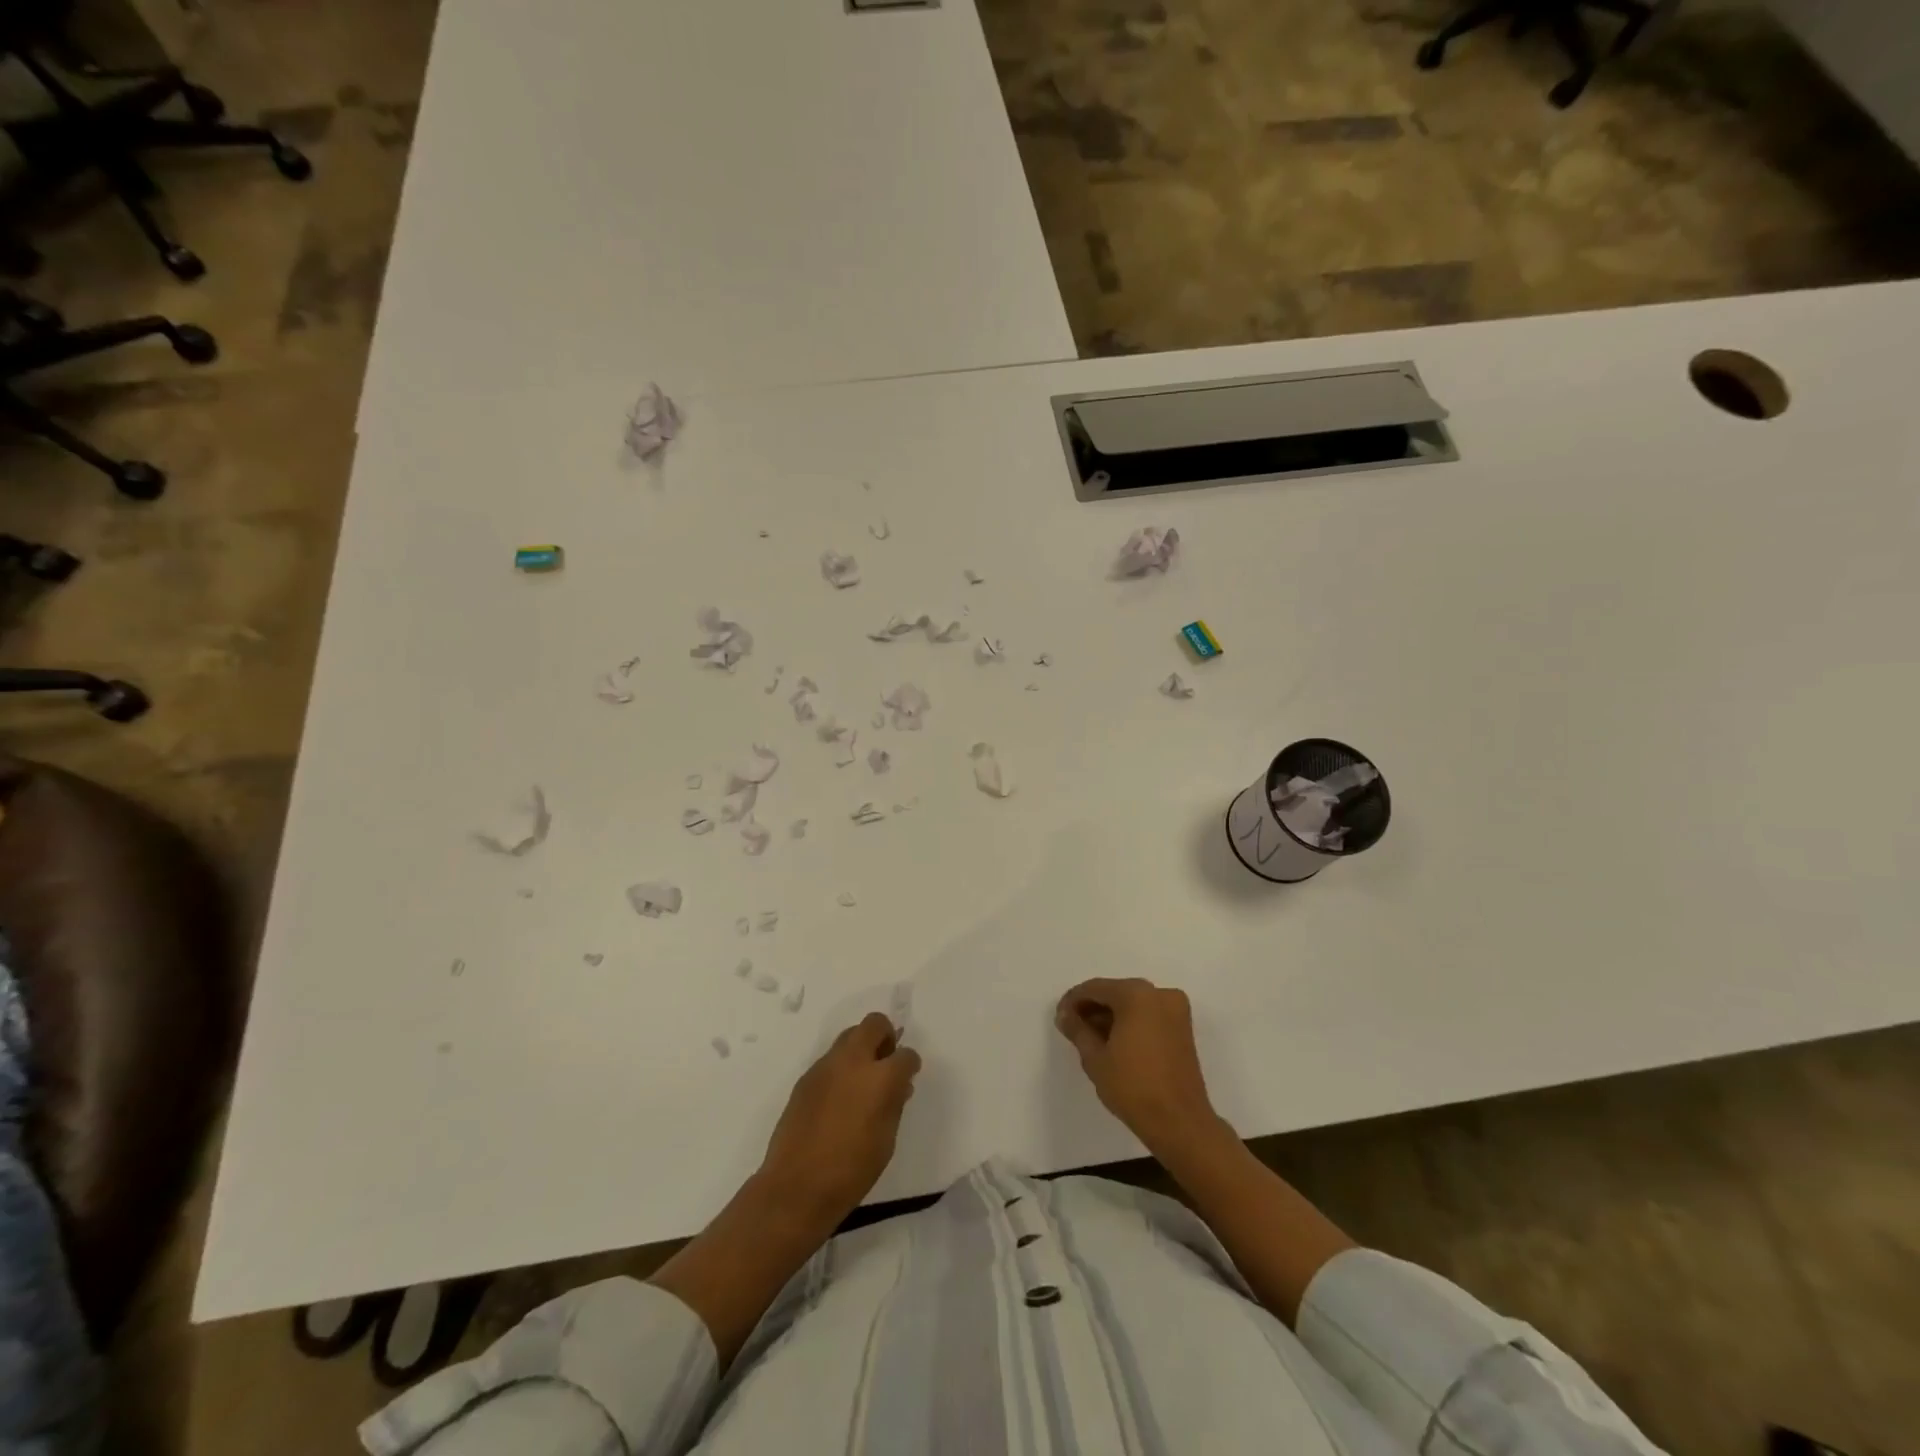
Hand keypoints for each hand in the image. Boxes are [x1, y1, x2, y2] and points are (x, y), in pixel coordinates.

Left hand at [759, 1012, 921, 1225]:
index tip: (908, 1077)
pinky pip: (830, 1059)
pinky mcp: (806, 1077)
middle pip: (874, 1023)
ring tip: (862, 1080)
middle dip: (885, 1036)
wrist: (796, 1187)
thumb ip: (894, 1104)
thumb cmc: (851, 1171)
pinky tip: (838, 1097)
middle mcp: (853, 1061)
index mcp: (880, 1078)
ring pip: (849, 1035)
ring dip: (861, 1048)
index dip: (910, 1065)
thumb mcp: (886, 1140)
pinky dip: (841, 1067)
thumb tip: (899, 1085)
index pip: (906, 1055)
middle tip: (885, 1063)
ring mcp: (825, 1066)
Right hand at [1056, 978, 1220, 1153]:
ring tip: (1091, 1039)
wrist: (1180, 1123)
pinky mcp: (1183, 1028)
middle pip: (1116, 993)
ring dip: (1112, 1016)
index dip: (1073, 1001)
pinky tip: (1114, 1043)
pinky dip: (1130, 1023)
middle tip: (1073, 1029)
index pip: (1095, 988)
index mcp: (1137, 994)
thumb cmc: (1133, 1087)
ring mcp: (1176, 1010)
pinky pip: (1149, 1015)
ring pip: (1133, 1004)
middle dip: (1093, 1008)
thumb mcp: (1095, 1058)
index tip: (1060, 1018)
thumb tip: (1065, 1015)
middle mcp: (1159, 994)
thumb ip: (1077, 1030)